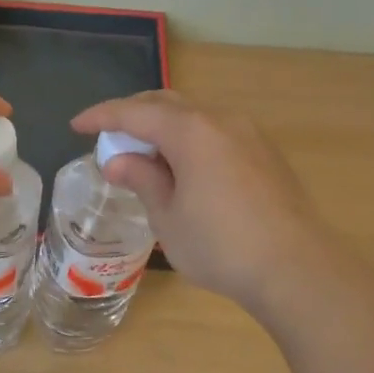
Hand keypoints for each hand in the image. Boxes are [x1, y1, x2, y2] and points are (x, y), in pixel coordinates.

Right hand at [71, 91, 334, 313]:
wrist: (296, 268)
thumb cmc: (221, 246)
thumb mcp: (168, 218)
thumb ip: (142, 180)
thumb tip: (118, 161)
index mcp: (192, 131)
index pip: (136, 113)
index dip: (102, 116)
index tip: (76, 125)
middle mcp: (222, 121)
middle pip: (168, 104)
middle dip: (134, 115)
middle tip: (109, 135)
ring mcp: (249, 135)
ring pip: (196, 117)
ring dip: (164, 128)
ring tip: (144, 154)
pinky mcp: (266, 155)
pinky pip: (217, 133)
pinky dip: (191, 140)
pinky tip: (184, 167)